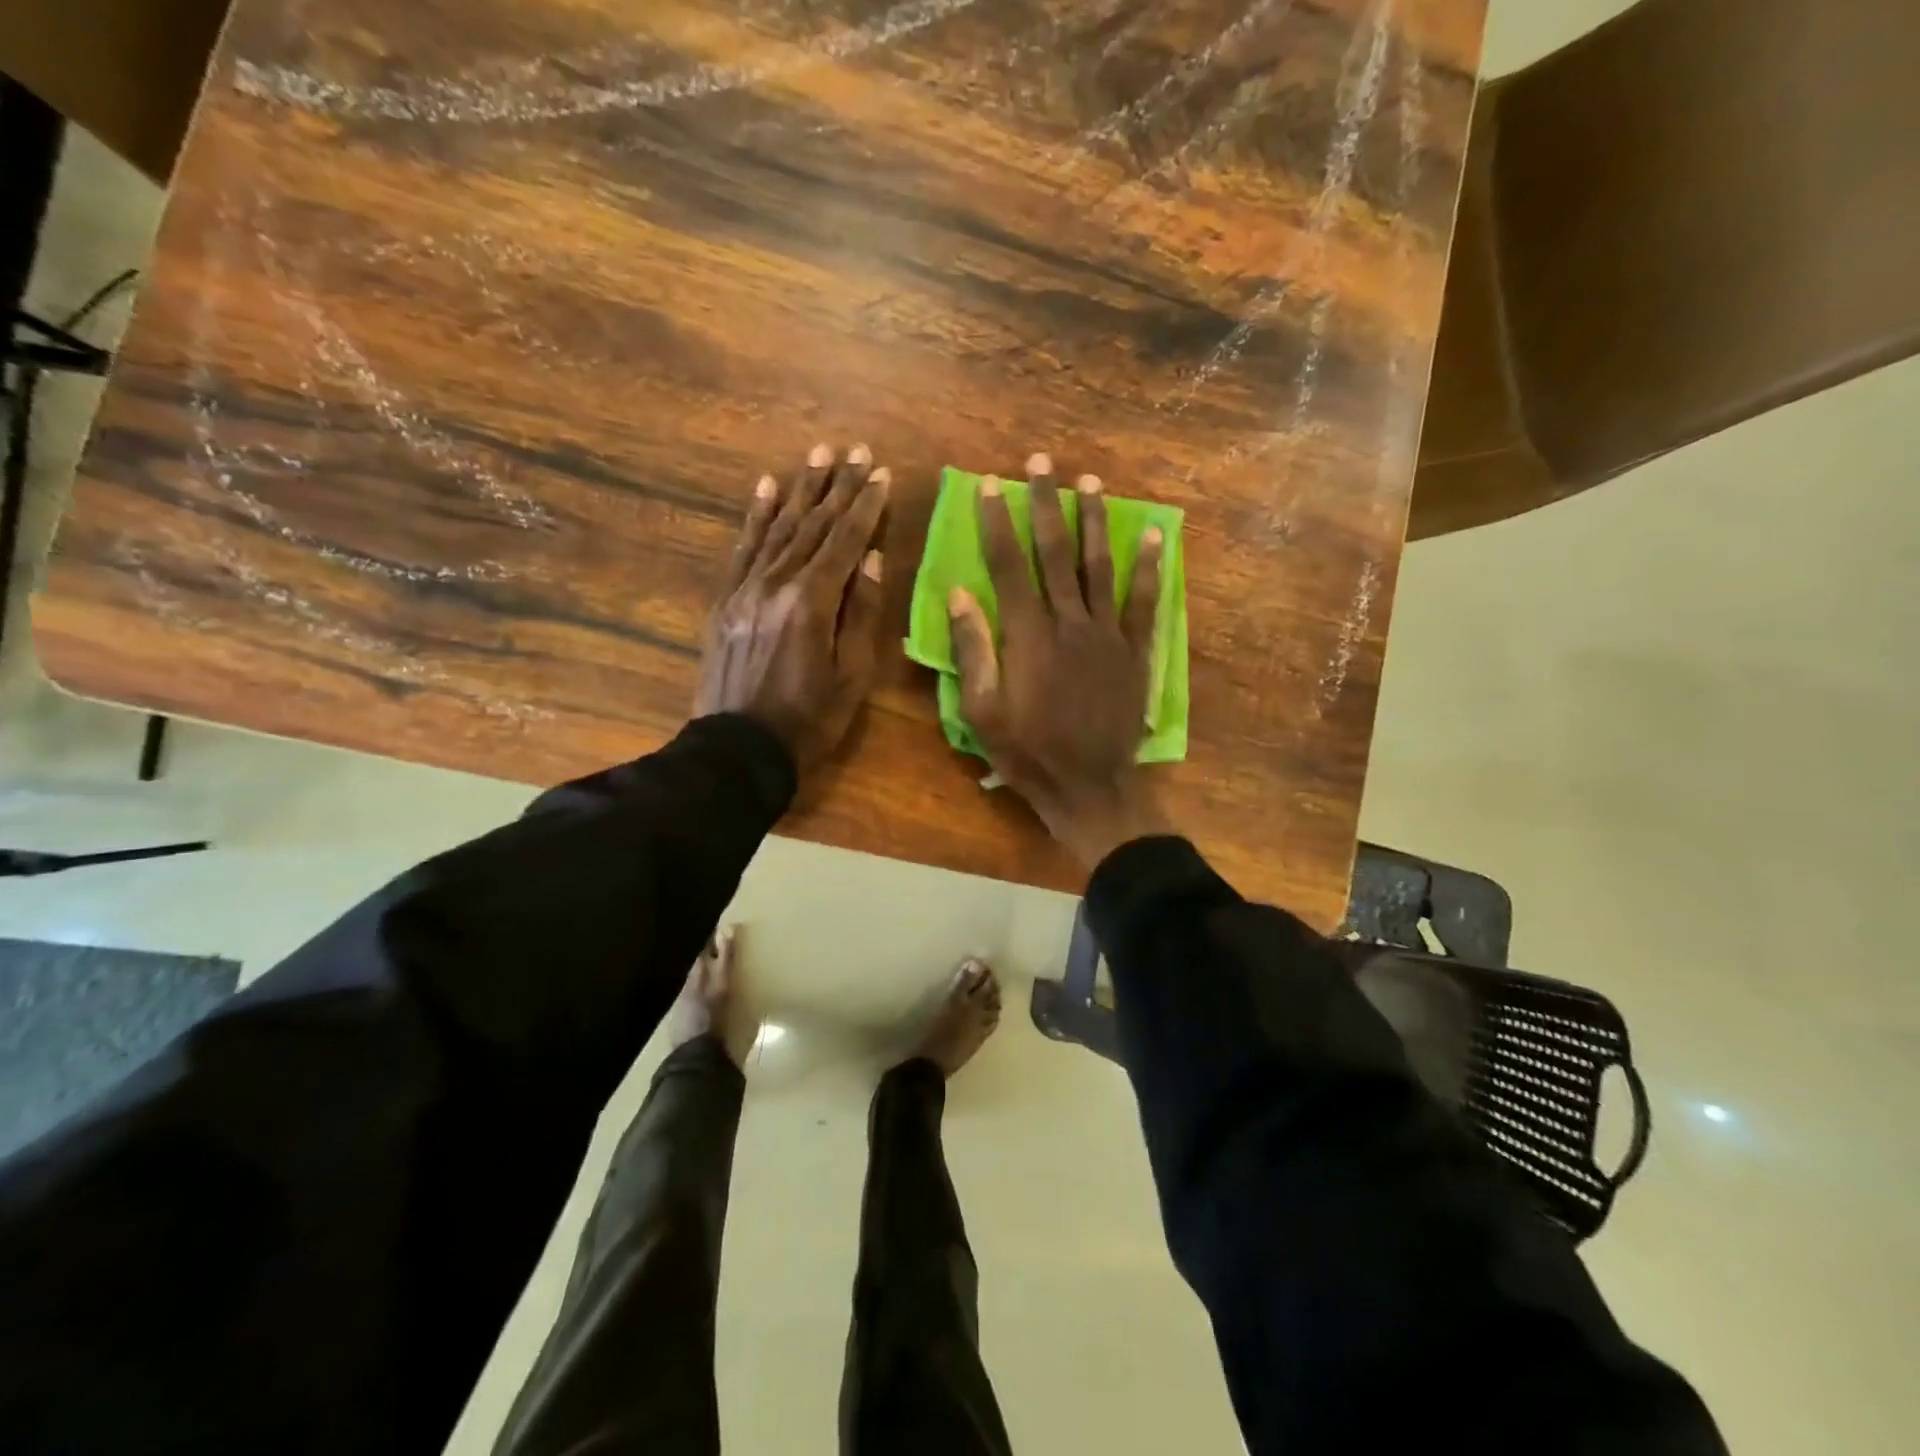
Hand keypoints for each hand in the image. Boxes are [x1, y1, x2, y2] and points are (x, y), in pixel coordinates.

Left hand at [694, 443, 887, 777]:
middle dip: (836, 486)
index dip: (865, 506)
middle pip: (812, 525)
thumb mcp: (853, 675)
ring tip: (817, 454)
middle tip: (853, 450)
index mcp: (812, 602)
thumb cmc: (809, 719)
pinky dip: (756, 516)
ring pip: (777, 527)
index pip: (845, 541)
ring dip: (799, 489)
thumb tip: (873, 558)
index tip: (880, 473)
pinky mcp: (724, 600)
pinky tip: (765, 488)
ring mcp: (744, 588)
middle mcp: (775, 583)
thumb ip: (863, 613)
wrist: (739, 749)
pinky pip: (742, 548)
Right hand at [948, 452, 1169, 868]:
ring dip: (1094, 522)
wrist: (1090, 787)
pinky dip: (1149, 567)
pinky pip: (1144, 602)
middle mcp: (1069, 622)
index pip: (1008, 565)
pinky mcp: (1135, 651)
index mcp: (1027, 636)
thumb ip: (972, 650)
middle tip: (1042, 463)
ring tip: (1090, 483)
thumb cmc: (1027, 753)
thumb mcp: (982, 712)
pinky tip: (1153, 535)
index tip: (990, 485)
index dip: (997, 522)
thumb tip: (959, 594)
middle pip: (1054, 552)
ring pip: (1099, 566)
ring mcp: (1108, 634)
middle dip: (1045, 504)